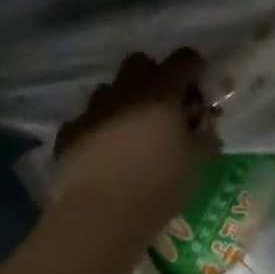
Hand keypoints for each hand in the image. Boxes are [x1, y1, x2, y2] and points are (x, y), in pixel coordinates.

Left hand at [52, 50, 218, 230]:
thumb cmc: (159, 184)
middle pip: (140, 62)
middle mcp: (125, 92)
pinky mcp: (69, 133)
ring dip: (124, 100)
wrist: (101, 215)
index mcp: (161, 93)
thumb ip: (205, 133)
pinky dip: (99, 127)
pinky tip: (105, 152)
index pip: (184, 59)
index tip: (199, 90)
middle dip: (155, 75)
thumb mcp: (198, 160)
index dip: (195, 68)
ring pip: (110, 89)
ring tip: (133, 130)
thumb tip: (204, 122)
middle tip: (166, 106)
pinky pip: (87, 119)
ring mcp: (92, 111)